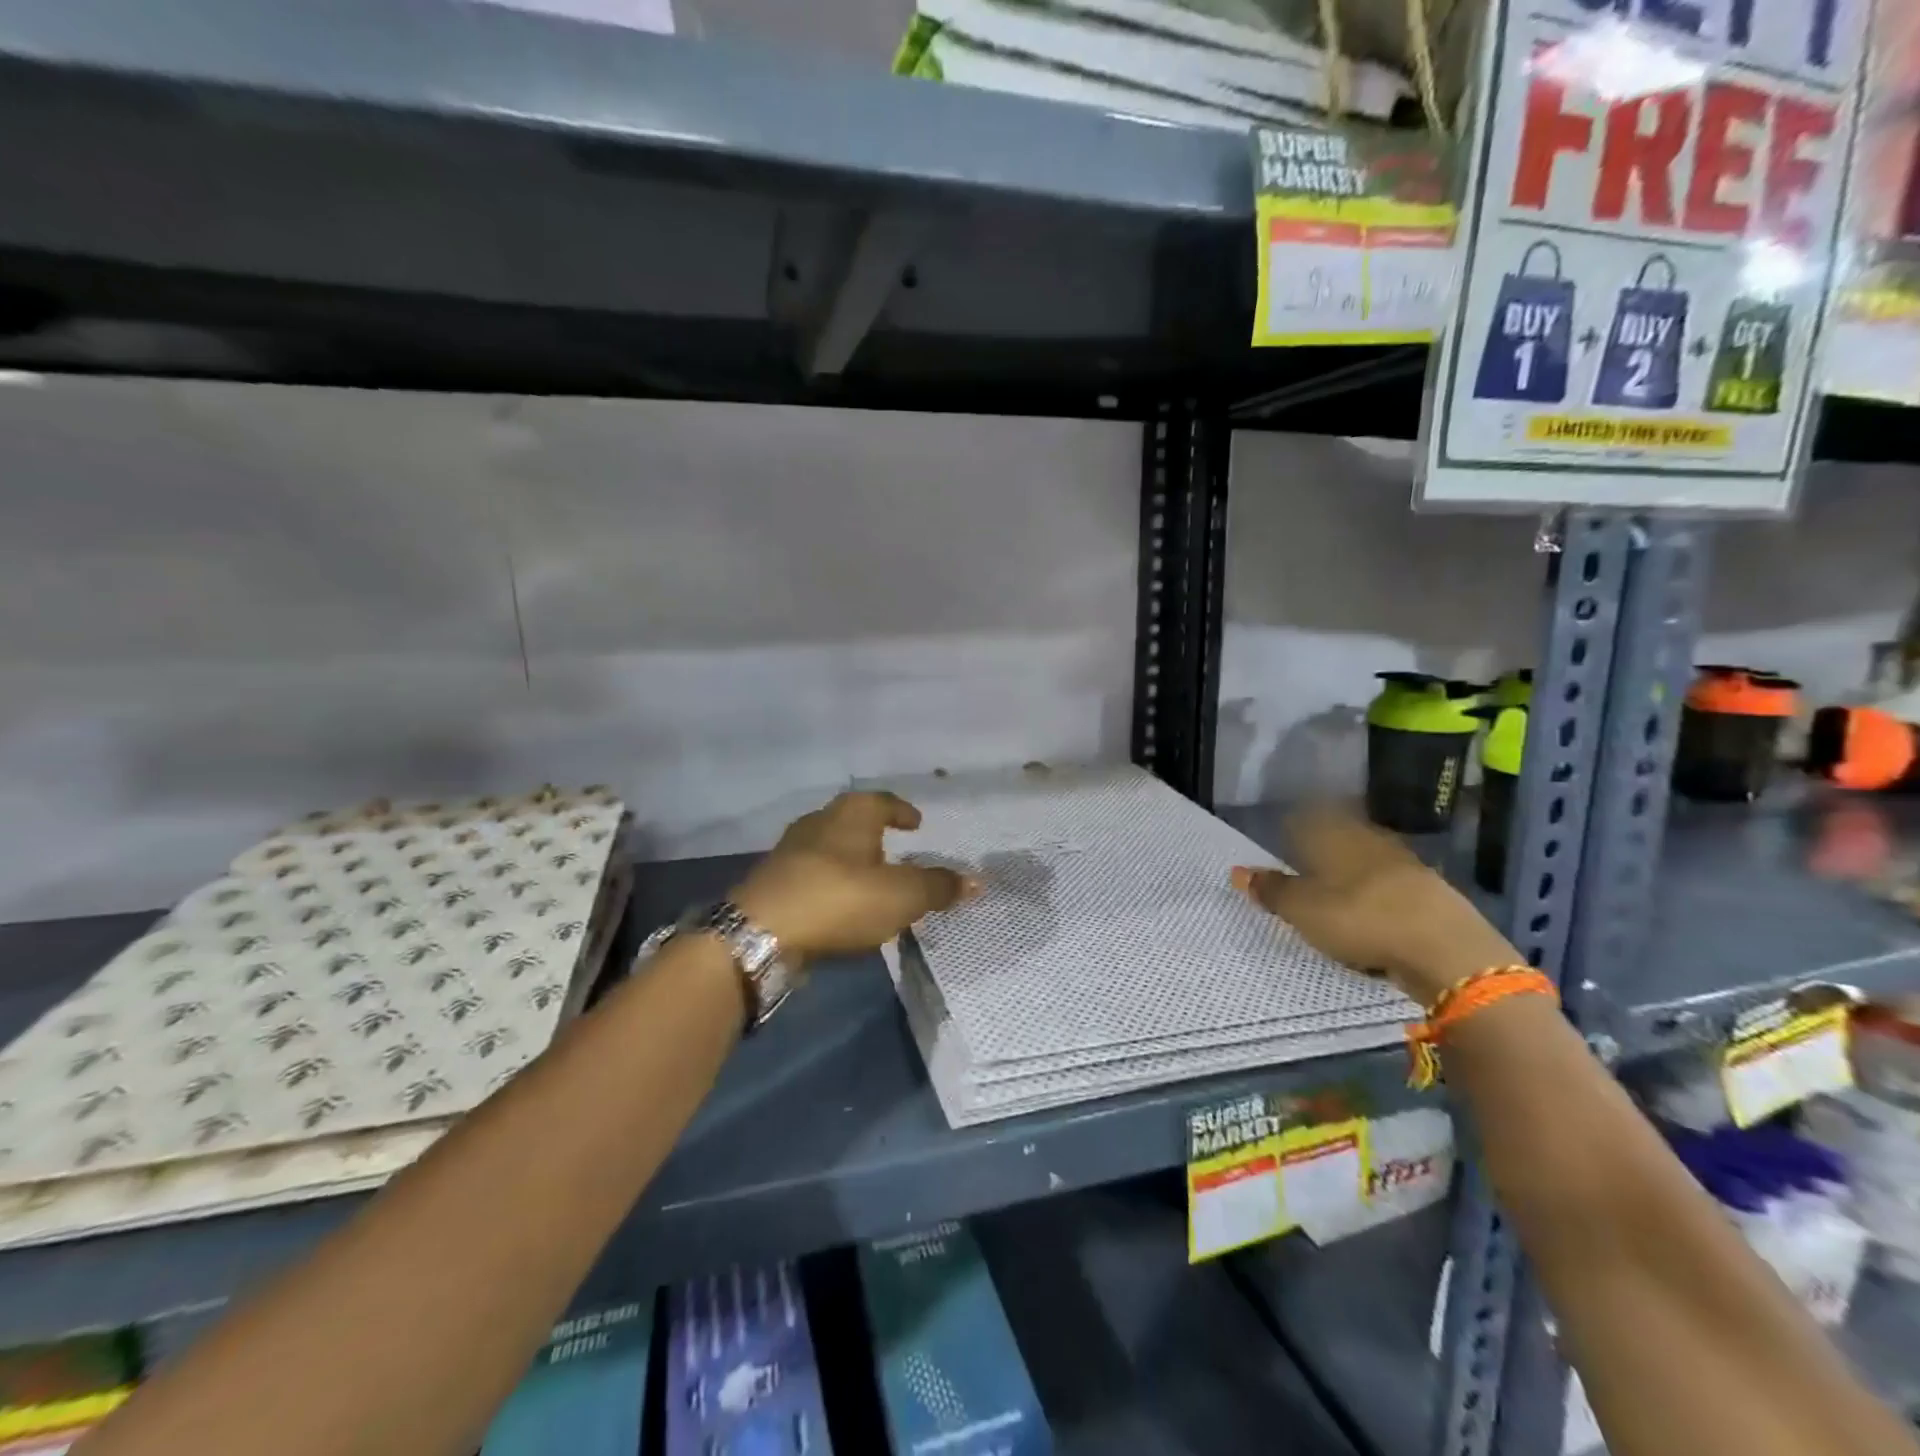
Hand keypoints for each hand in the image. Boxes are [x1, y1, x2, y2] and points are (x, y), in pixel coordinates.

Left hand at [732, 792, 979, 961]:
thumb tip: (977, 880)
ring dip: (850, 858)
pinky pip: (811, 874)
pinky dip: (830, 882)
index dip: (901, 811)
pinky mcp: (773, 882)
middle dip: (873, 832)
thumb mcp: (902, 896)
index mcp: (851, 814)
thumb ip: (939, 887)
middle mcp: (819, 822)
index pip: (882, 801)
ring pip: (829, 846)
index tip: (915, 823)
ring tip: (869, 879)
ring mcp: (790, 851)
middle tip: (894, 848)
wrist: (762, 932)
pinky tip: (839, 904)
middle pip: (851, 819)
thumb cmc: (840, 899)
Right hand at [1231, 805, 1521, 1008]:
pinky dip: (1379, 896)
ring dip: (1353, 874)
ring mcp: (1405, 865)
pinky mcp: (1431, 893)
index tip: (1283, 838)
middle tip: (1305, 867)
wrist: (1448, 950)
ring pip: (1368, 861)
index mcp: (1335, 836)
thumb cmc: (1360, 919)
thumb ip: (1272, 890)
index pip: (1308, 818)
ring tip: (1337, 894)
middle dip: (1324, 849)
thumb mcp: (1302, 910)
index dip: (1294, 826)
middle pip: (1341, 837)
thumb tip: (1237, 871)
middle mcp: (1370, 841)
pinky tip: (1374, 913)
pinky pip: (1392, 887)